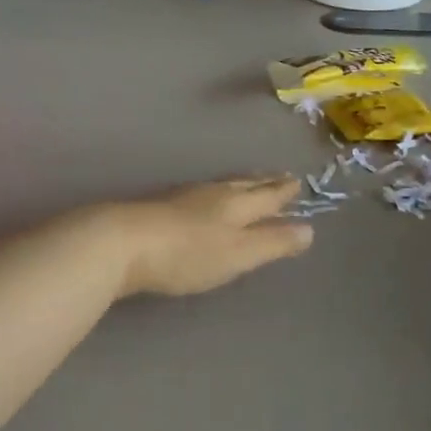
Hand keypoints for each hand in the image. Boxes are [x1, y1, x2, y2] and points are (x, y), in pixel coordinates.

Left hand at [114, 177, 314, 298]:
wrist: (121, 243)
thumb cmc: (188, 253)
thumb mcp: (238, 253)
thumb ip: (272, 242)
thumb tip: (309, 229)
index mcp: (235, 203)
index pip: (267, 194)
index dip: (283, 191)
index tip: (297, 182)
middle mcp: (212, 194)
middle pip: (244, 184)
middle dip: (264, 182)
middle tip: (280, 177)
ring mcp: (183, 198)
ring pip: (221, 186)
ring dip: (240, 185)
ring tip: (248, 184)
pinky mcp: (159, 208)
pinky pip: (200, 194)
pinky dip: (215, 195)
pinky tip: (205, 201)